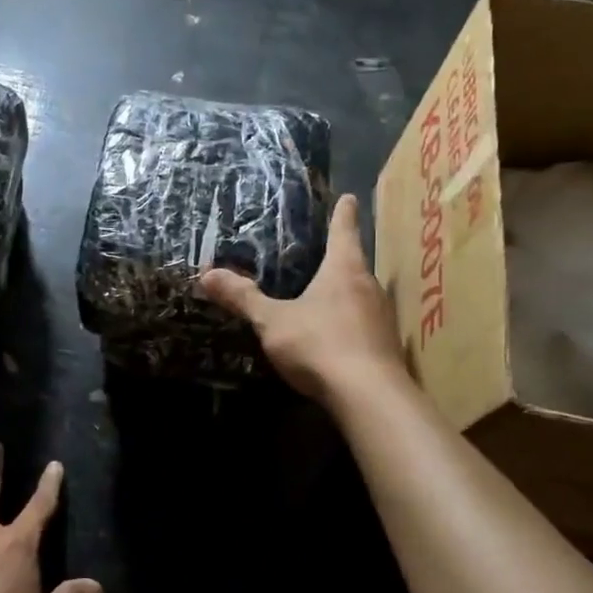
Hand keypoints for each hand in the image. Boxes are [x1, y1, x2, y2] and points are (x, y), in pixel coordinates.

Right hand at [198, 193, 402, 404]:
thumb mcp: (272, 321)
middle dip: (342, 258)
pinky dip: (351, 323)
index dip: (343, 213)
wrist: (368, 396)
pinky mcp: (386, 347)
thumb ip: (243, 298)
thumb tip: (207, 274)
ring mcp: (382, 318)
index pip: (343, 231)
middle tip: (326, 252)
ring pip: (362, 296)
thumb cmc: (319, 344)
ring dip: (347, 293)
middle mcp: (369, 287)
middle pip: (356, 264)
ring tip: (327, 295)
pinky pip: (365, 325)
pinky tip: (337, 337)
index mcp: (344, 270)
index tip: (348, 197)